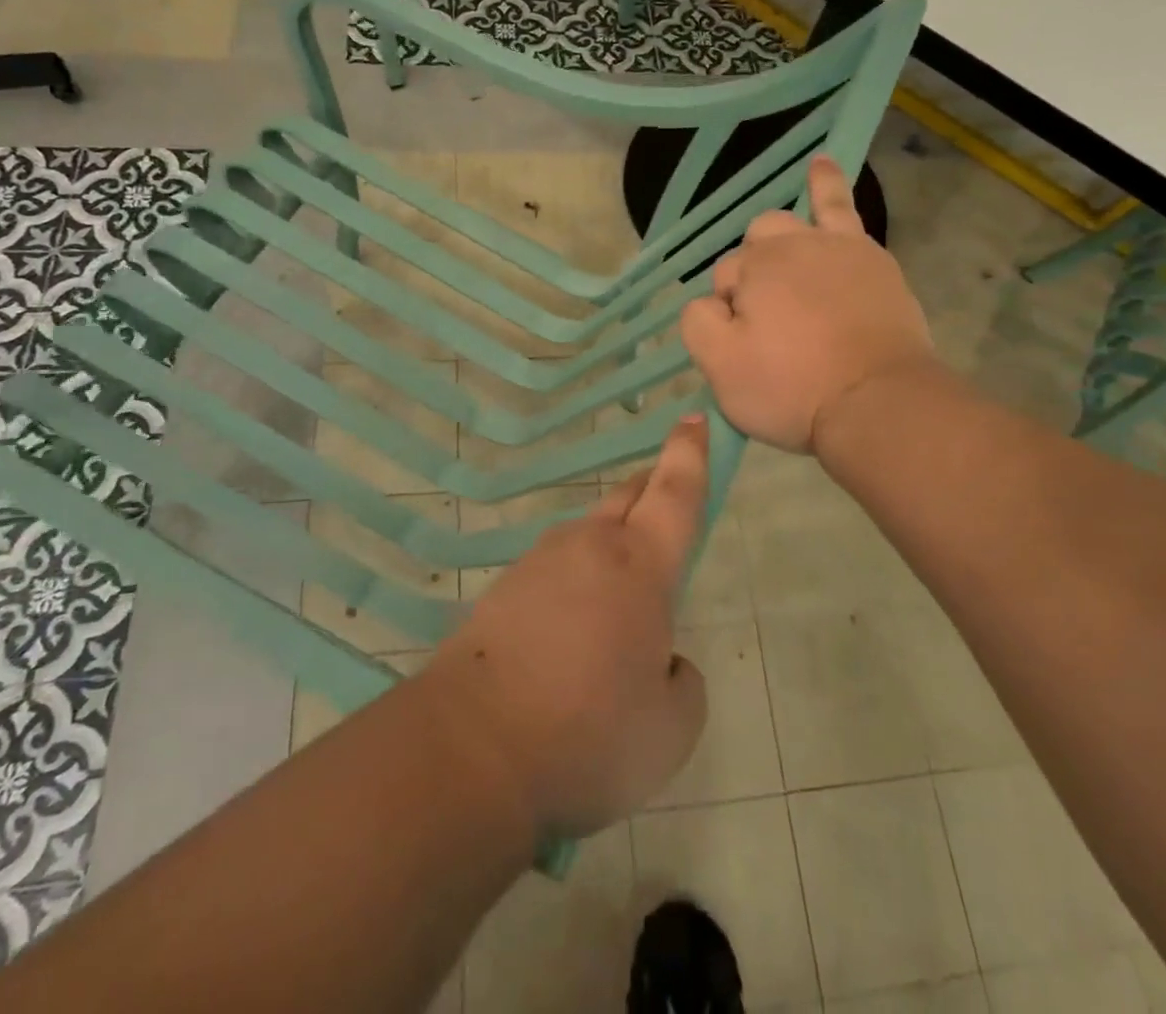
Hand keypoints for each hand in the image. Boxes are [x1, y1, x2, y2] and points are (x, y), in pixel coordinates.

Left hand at [424, 420, 710, 839]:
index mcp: (640, 565)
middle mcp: (589, 546)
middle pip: (628, 498)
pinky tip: (569, 636)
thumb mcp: (671, 729)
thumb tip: (662, 663)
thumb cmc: (589, 733)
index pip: (675, 492)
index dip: (690, 453)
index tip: (694, 417)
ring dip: (611, 548)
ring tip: (617, 606)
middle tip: (667, 500)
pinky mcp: (502, 588)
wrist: (471, 748)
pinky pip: (554, 570)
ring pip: (588, 535)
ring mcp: (539, 562)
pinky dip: (573, 585)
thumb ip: (683, 684)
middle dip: (652, 488)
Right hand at [681, 155, 932, 453]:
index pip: (722, 281)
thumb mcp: (722, 369)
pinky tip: (821, 164)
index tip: (749, 348)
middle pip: (753, 248)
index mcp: (751, 271)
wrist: (879, 401)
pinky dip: (826, 183)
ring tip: (774, 250)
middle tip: (768, 324)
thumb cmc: (795, 389)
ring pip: (788, 222)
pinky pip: (841, 207)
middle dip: (750, 276)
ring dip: (775, 234)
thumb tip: (708, 302)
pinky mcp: (871, 258)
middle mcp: (787, 247)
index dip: (728, 313)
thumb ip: (699, 323)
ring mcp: (832, 247)